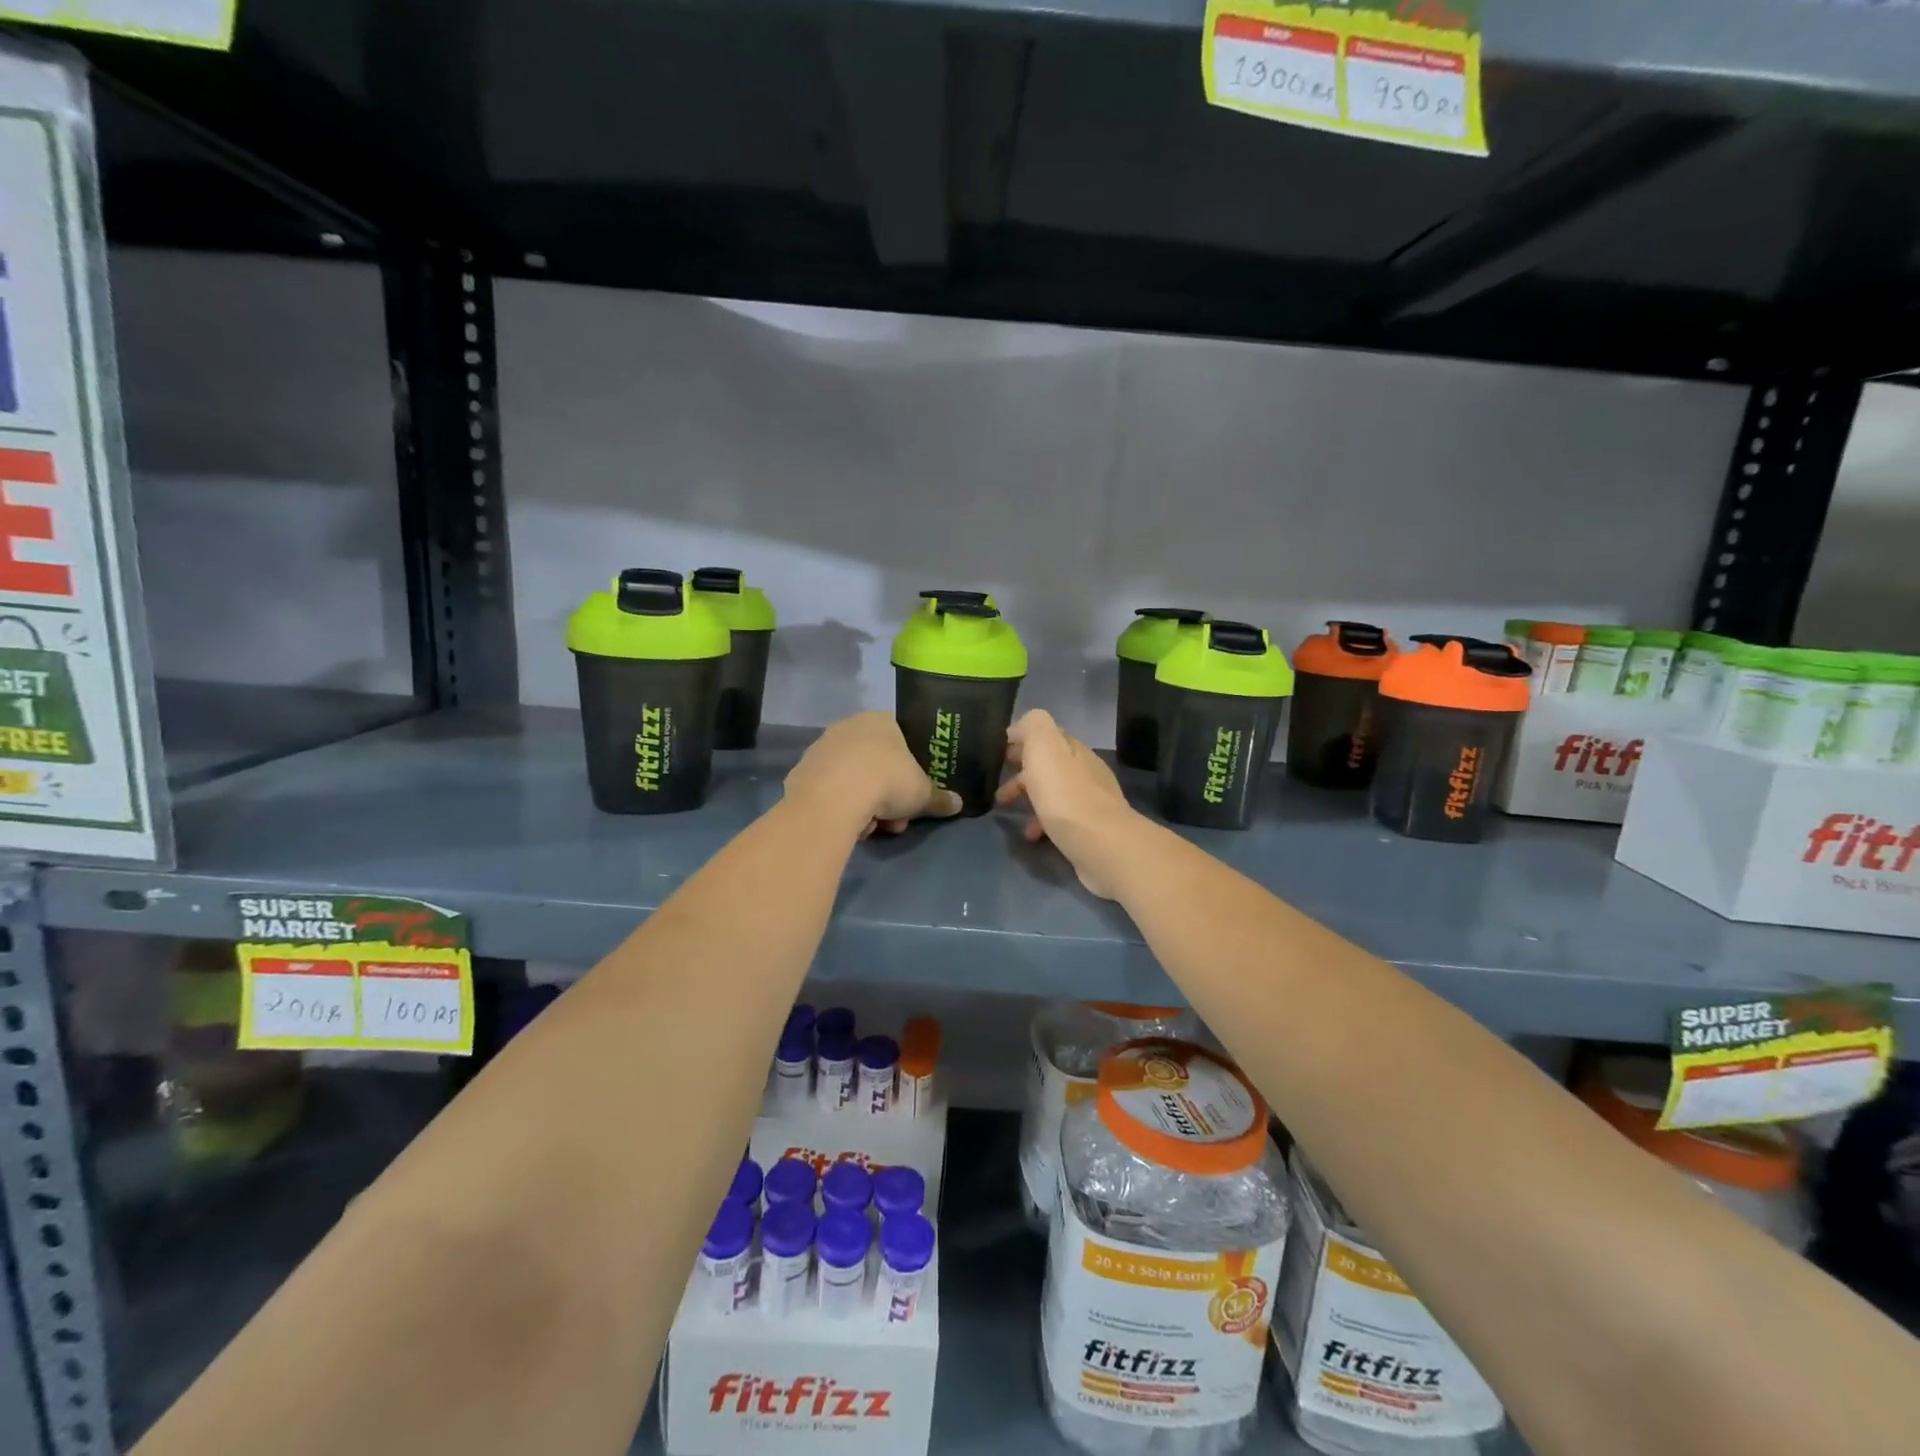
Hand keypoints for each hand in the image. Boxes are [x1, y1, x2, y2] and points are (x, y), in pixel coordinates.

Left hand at [785, 712, 961, 837]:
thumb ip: (940, 798)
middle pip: (875, 765)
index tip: (912, 795)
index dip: (909, 771)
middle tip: (895, 819)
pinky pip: (829, 792)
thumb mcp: (922, 793)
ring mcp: (821, 749)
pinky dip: (839, 808)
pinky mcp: (801, 773)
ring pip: (852, 780)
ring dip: (865, 806)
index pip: (901, 741)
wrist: (834, 797)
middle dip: (887, 795)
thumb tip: (958, 804)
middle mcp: (848, 727)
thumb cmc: (887, 781)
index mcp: (880, 720)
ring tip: (870, 828)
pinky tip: (846, 825)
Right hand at [995, 710, 1140, 897]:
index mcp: (1073, 749)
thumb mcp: (1045, 749)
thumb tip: (1022, 726)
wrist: (1103, 846)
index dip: (1020, 739)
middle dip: (1021, 770)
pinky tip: (1031, 835)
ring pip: (1052, 791)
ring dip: (1028, 797)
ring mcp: (1090, 801)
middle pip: (1048, 764)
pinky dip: (1041, 822)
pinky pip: (1059, 819)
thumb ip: (1034, 727)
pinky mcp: (1089, 829)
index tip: (996, 752)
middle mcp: (1084, 771)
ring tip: (1005, 810)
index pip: (1046, 735)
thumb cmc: (1066, 796)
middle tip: (995, 781)